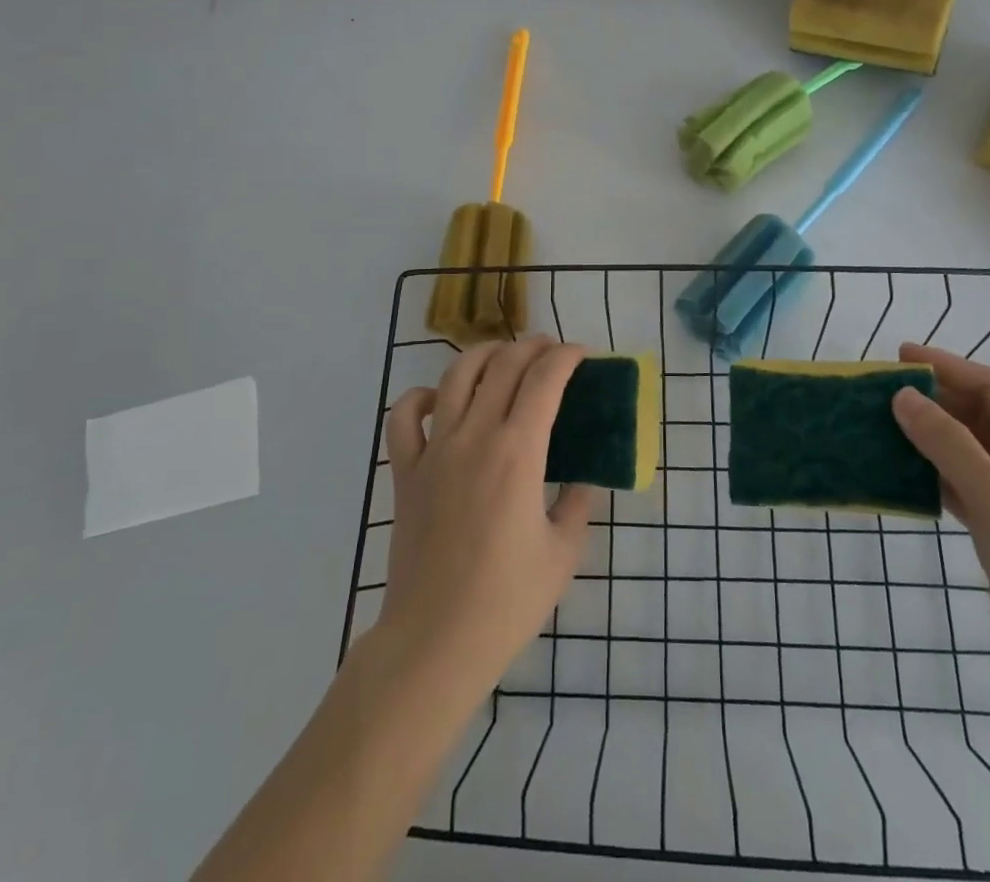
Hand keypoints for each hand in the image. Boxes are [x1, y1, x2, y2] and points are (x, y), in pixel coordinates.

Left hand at [377, 337, 594, 699]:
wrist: (435, 642)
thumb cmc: (507, 602)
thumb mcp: (563, 553)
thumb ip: (578, 503)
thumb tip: (584, 477)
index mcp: (518, 453)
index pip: (545, 379)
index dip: (567, 357)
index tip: (583, 355)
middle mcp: (475, 437)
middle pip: (503, 365)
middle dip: (532, 347)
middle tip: (551, 352)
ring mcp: (434, 451)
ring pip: (456, 375)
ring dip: (484, 355)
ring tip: (504, 358)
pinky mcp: (406, 471)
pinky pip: (405, 416)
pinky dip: (423, 396)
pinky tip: (443, 400)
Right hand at [890, 342, 989, 717]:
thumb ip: (947, 443)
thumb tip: (902, 396)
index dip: (946, 367)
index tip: (899, 356)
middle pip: (977, 414)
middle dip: (932, 400)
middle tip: (880, 391)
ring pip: (965, 449)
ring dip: (926, 436)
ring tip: (879, 424)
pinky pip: (959, 482)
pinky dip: (930, 472)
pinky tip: (896, 470)